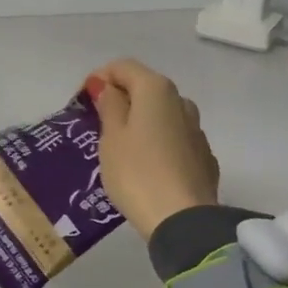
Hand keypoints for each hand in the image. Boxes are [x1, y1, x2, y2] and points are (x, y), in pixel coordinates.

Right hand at [83, 59, 219, 238]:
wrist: (183, 220)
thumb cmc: (137, 173)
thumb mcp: (111, 138)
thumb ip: (110, 106)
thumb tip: (108, 87)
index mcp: (156, 89)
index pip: (123, 66)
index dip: (100, 78)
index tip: (83, 101)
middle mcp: (182, 101)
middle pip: (146, 89)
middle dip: (122, 100)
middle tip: (99, 126)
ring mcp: (197, 130)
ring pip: (162, 115)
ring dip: (142, 123)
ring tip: (122, 150)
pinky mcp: (204, 157)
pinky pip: (174, 140)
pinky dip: (158, 144)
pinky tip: (147, 167)